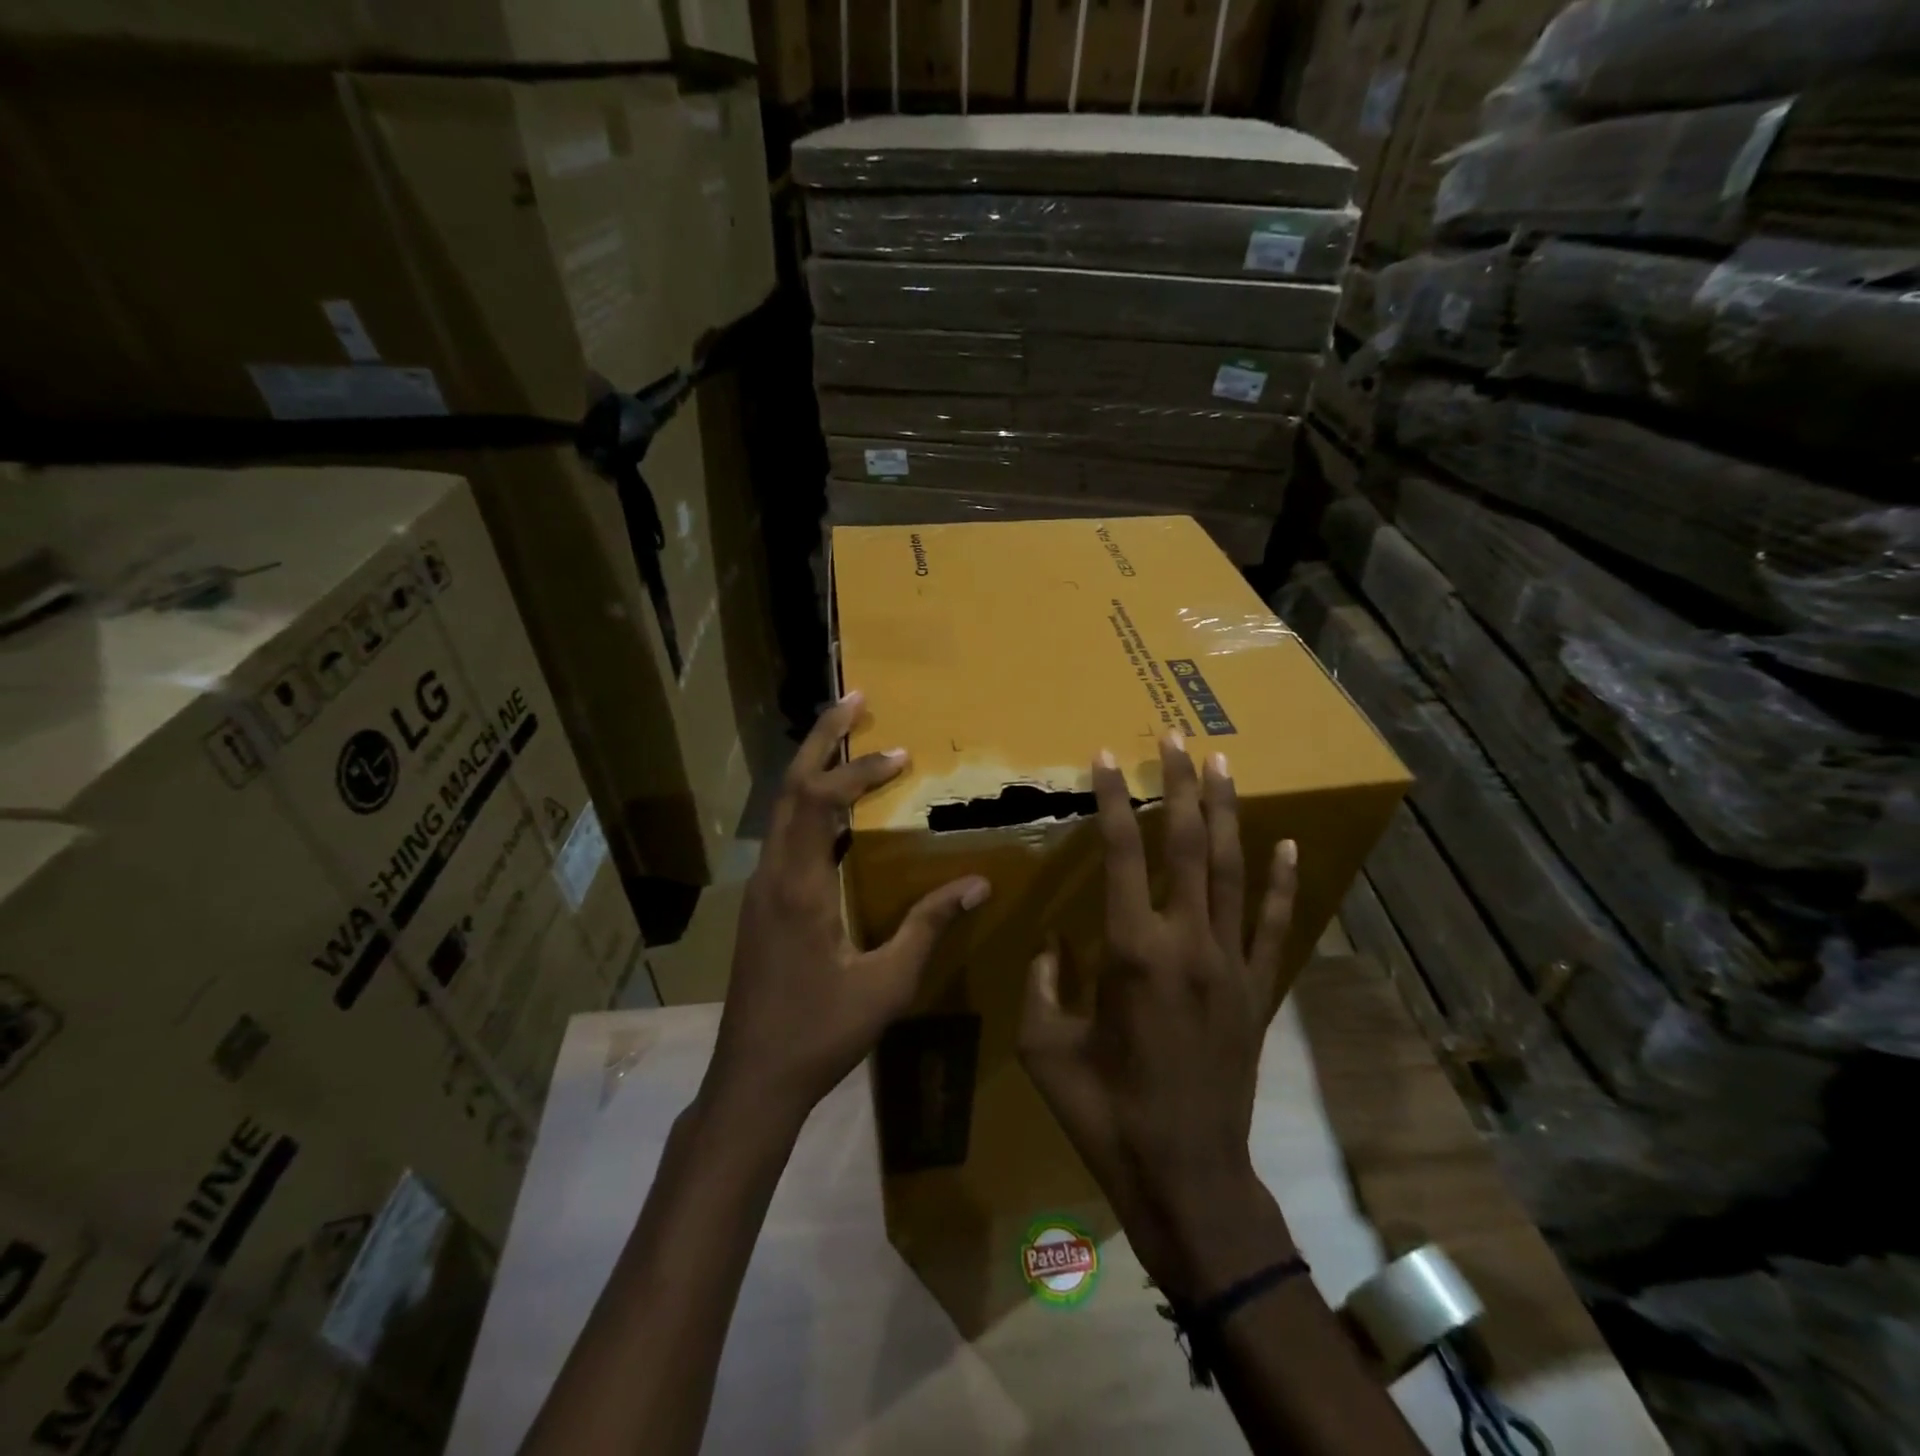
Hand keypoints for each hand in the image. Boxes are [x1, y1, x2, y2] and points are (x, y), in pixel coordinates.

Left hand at [706, 691, 989, 1119]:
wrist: (752, 1079)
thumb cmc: (819, 1035)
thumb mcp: (886, 984)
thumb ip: (929, 927)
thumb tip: (978, 883)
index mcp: (798, 888)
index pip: (820, 802)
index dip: (860, 772)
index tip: (902, 757)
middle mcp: (772, 875)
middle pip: (790, 787)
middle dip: (822, 739)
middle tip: (856, 701)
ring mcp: (761, 888)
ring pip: (782, 808)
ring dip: (814, 768)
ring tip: (849, 741)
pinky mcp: (761, 904)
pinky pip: (785, 834)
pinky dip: (811, 805)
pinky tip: (838, 812)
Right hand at [1018, 734, 1298, 1298]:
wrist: (1187, 1176)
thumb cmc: (1106, 1113)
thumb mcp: (1045, 1049)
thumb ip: (1041, 984)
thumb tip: (1052, 945)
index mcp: (1130, 952)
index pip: (1120, 855)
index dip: (1110, 802)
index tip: (1105, 758)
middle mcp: (1187, 943)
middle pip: (1187, 846)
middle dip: (1179, 786)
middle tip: (1175, 738)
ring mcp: (1232, 964)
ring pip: (1231, 870)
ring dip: (1225, 813)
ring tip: (1223, 765)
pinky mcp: (1258, 990)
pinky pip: (1272, 924)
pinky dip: (1280, 882)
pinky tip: (1286, 844)